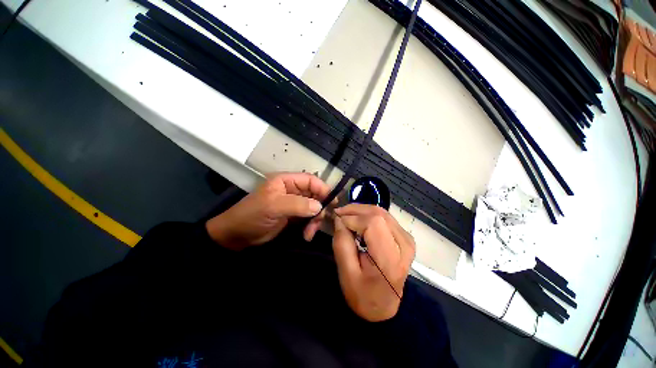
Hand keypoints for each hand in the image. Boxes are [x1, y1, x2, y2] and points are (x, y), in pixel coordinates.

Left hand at [206, 173, 331, 250]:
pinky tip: (307, 235)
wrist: (237, 236)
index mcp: (286, 181)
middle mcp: (292, 190)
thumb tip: (319, 206)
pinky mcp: (294, 216)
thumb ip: (297, 204)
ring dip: (315, 220)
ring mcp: (294, 204)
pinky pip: (309, 218)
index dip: (323, 189)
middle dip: (319, 208)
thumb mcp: (273, 207)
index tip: (332, 202)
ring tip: (310, 232)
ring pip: (314, 208)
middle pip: (315, 194)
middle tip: (319, 221)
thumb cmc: (252, 216)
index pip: (310, 180)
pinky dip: (311, 226)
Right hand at [333, 204, 415, 321]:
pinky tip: (358, 220)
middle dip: (356, 210)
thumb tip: (340, 219)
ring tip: (346, 216)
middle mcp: (404, 244)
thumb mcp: (346, 274)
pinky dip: (369, 215)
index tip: (337, 221)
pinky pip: (385, 217)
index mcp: (390, 258)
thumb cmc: (363, 295)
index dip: (353, 218)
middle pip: (378, 214)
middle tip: (339, 213)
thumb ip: (342, 243)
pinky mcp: (404, 237)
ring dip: (362, 210)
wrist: (384, 307)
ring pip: (382, 212)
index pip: (373, 223)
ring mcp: (407, 239)